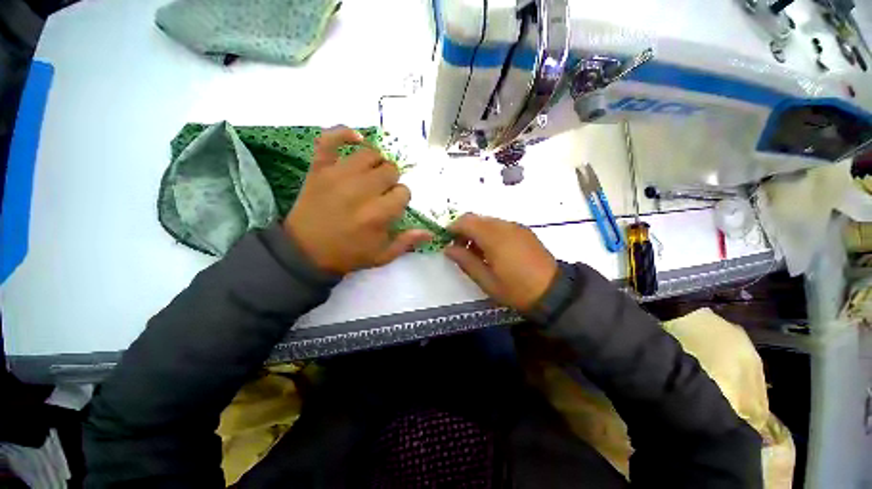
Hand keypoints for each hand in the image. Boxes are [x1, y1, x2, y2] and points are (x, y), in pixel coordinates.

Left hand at [284, 127, 431, 274]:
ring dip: (376, 163)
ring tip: (372, 174)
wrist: (305, 252)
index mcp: (378, 214)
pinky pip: (330, 139)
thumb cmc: (348, 255)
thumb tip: (429, 232)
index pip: (403, 192)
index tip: (392, 206)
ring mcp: (338, 176)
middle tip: (382, 193)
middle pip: (390, 170)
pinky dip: (344, 133)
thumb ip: (406, 242)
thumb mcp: (381, 256)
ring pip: (370, 154)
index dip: (401, 199)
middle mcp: (361, 190)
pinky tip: (356, 139)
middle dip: (391, 182)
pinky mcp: (319, 168)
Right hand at [445, 213, 557, 311]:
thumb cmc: (516, 289)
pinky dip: (489, 233)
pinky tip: (492, 251)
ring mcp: (516, 227)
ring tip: (476, 252)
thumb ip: (465, 261)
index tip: (446, 241)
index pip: (466, 221)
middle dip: (463, 230)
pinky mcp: (524, 231)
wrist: (555, 292)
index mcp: (494, 237)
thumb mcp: (486, 280)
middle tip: (459, 248)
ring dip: (476, 232)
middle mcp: (504, 226)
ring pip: (488, 221)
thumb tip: (448, 249)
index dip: (452, 228)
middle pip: (476, 218)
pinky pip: (500, 226)